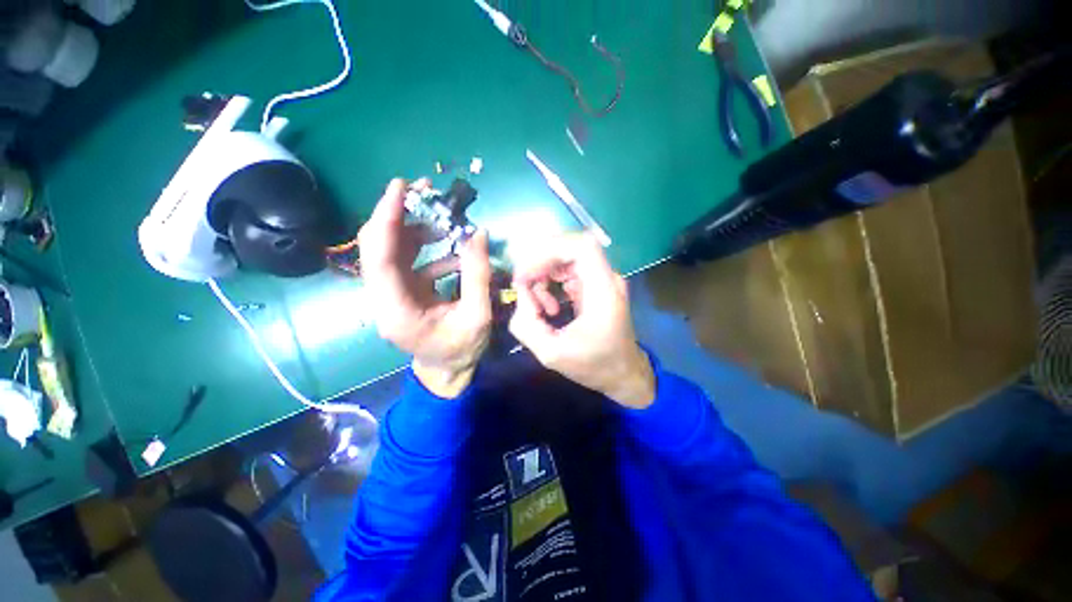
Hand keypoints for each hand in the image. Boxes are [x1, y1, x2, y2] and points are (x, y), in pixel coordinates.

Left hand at [359, 178, 492, 397]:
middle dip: (398, 214)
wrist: (446, 369)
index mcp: (397, 310)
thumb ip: (478, 275)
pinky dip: (426, 247)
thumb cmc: (461, 349)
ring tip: (443, 215)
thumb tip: (479, 233)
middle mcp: (383, 299)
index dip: (387, 219)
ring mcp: (390, 294)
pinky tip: (452, 246)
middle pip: (377, 247)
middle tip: (425, 191)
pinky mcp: (401, 290)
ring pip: (390, 250)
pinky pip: (406, 260)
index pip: (380, 257)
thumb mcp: (478, 315)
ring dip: (414, 227)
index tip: (401, 187)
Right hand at [508, 234, 654, 408]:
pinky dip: (551, 284)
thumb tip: (520, 295)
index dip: (549, 251)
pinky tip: (550, 308)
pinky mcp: (596, 286)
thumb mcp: (551, 354)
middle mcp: (606, 278)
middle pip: (569, 248)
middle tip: (522, 286)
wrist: (623, 374)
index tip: (525, 274)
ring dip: (543, 276)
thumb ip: (526, 324)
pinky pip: (568, 272)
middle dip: (539, 263)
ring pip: (565, 259)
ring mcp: (602, 280)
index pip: (581, 246)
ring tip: (541, 308)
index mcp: (603, 291)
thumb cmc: (594, 366)